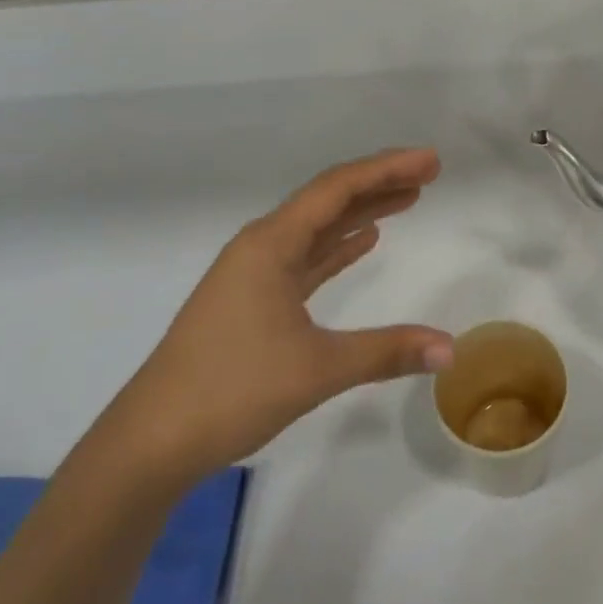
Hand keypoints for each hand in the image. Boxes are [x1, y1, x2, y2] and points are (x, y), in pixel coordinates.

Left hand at [101, 149, 453, 483]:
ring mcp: (254, 274)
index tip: (430, 161)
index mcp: (270, 244)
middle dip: (379, 184)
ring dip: (361, 213)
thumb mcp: (317, 368)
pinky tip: (364, 242)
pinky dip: (337, 247)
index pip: (338, 189)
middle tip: (428, 173)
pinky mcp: (252, 301)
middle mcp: (261, 247)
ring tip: (407, 199)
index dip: (387, 169)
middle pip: (328, 200)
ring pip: (317, 229)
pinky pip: (305, 259)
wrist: (151, 442)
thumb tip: (451, 349)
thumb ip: (387, 352)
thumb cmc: (230, 390)